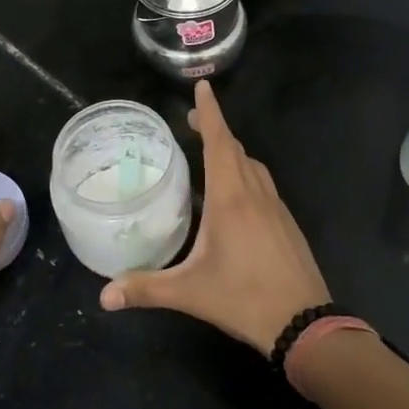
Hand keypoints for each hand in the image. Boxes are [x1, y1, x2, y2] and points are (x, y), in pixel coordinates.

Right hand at [99, 81, 329, 354]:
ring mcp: (276, 207)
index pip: (219, 142)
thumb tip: (104, 296)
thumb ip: (146, 288)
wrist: (304, 322)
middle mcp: (256, 193)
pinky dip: (246, 174)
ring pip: (254, 166)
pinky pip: (264, 185)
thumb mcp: (190, 293)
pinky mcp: (287, 223)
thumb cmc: (244, 298)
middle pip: (236, 149)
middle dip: (215, 130)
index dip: (210, 113)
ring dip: (233, 152)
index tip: (203, 86)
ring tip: (211, 153)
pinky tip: (235, 195)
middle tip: (192, 121)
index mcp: (231, 198)